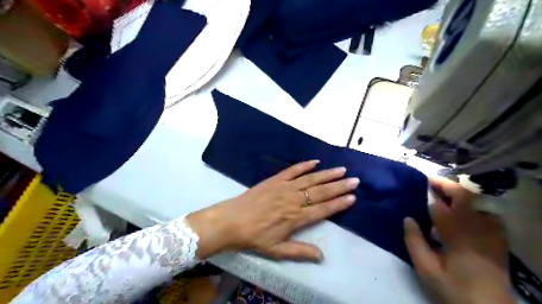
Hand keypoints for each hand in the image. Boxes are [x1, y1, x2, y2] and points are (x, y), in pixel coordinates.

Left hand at [188, 160, 358, 262]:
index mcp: (296, 218)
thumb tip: (322, 256)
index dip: (339, 204)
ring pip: (310, 179)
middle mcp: (294, 200)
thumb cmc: (255, 236)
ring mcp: (284, 187)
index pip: (323, 209)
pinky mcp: (275, 180)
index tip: (353, 197)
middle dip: (339, 186)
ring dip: (327, 174)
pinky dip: (304, 165)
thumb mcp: (277, 250)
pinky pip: (292, 170)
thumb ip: (300, 252)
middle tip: (355, 180)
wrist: (232, 220)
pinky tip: (315, 161)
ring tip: (342, 170)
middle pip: (321, 192)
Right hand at [404, 176, 513, 303]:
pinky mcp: (497, 239)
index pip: (442, 206)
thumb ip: (415, 242)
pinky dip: (473, 205)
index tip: (418, 184)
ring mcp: (491, 233)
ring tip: (443, 192)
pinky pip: (486, 213)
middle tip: (430, 181)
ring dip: (459, 193)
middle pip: (466, 197)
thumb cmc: (453, 289)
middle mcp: (477, 230)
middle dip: (447, 185)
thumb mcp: (426, 270)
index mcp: (458, 236)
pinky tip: (462, 209)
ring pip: (478, 203)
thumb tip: (407, 218)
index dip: (430, 193)